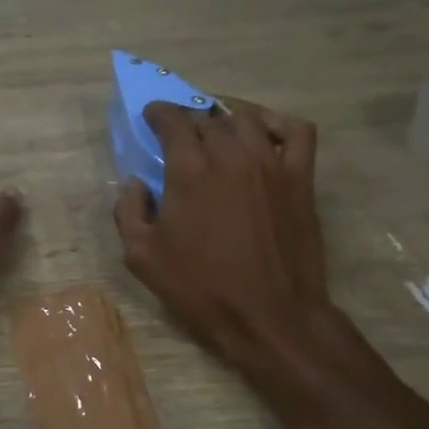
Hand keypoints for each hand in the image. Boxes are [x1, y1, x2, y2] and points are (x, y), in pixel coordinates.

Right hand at [114, 99, 333, 374]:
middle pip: (207, 118)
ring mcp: (271, 163)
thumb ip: (128, 212)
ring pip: (247, 118)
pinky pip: (296, 131)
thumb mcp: (142, 257)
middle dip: (189, 119)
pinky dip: (277, 123)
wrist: (269, 316)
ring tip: (217, 128)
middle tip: (180, 134)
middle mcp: (231, 155)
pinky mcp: (300, 178)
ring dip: (226, 117)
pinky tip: (264, 135)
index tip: (151, 116)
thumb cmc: (201, 288)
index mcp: (189, 170)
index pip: (173, 120)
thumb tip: (135, 184)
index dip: (159, 113)